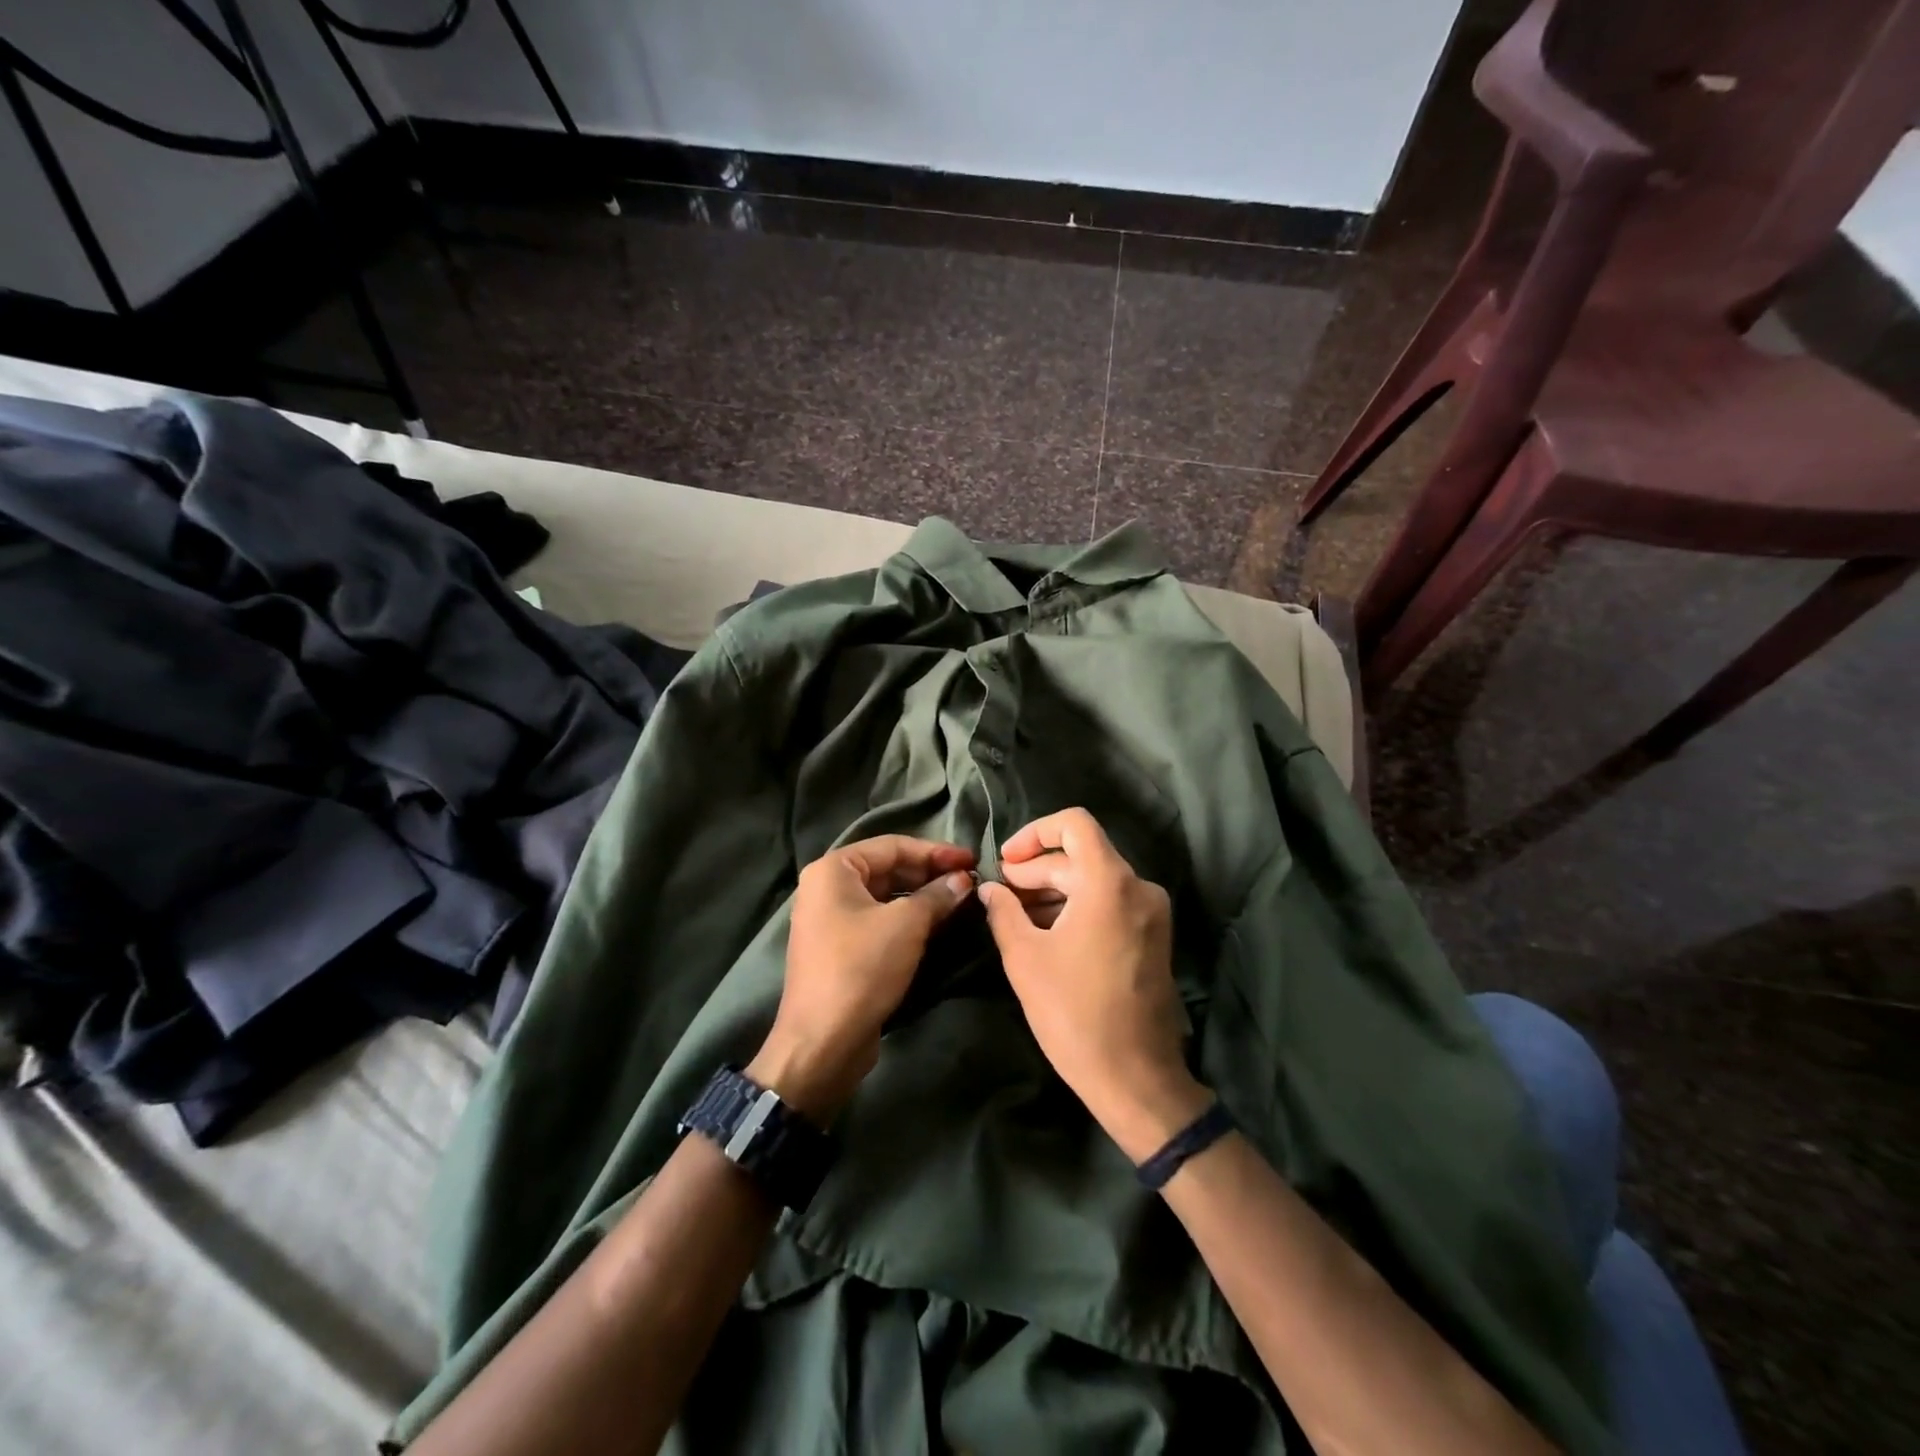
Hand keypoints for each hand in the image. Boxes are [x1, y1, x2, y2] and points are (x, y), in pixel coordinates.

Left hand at [749, 835, 975, 1122]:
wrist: (822, 1042)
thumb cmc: (861, 968)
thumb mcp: (906, 925)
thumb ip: (937, 895)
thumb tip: (963, 880)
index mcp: (833, 870)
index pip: (893, 846)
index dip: (936, 851)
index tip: (972, 860)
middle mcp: (826, 887)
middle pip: (888, 869)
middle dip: (929, 874)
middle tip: (970, 882)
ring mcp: (830, 919)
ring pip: (885, 897)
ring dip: (922, 897)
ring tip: (960, 901)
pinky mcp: (840, 948)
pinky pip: (878, 921)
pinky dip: (907, 919)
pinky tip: (937, 925)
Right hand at [978, 809, 1210, 1161]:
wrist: (1136, 1078)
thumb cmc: (1074, 1014)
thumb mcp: (1025, 958)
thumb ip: (1003, 912)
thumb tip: (990, 889)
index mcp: (1110, 882)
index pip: (1074, 824)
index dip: (1034, 833)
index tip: (1006, 861)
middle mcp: (1138, 887)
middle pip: (1081, 856)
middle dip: (1037, 869)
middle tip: (1001, 893)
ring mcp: (1151, 913)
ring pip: (1095, 881)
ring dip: (1055, 890)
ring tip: (1016, 914)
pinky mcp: (1153, 937)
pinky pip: (1111, 904)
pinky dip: (1078, 908)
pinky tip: (1046, 932)